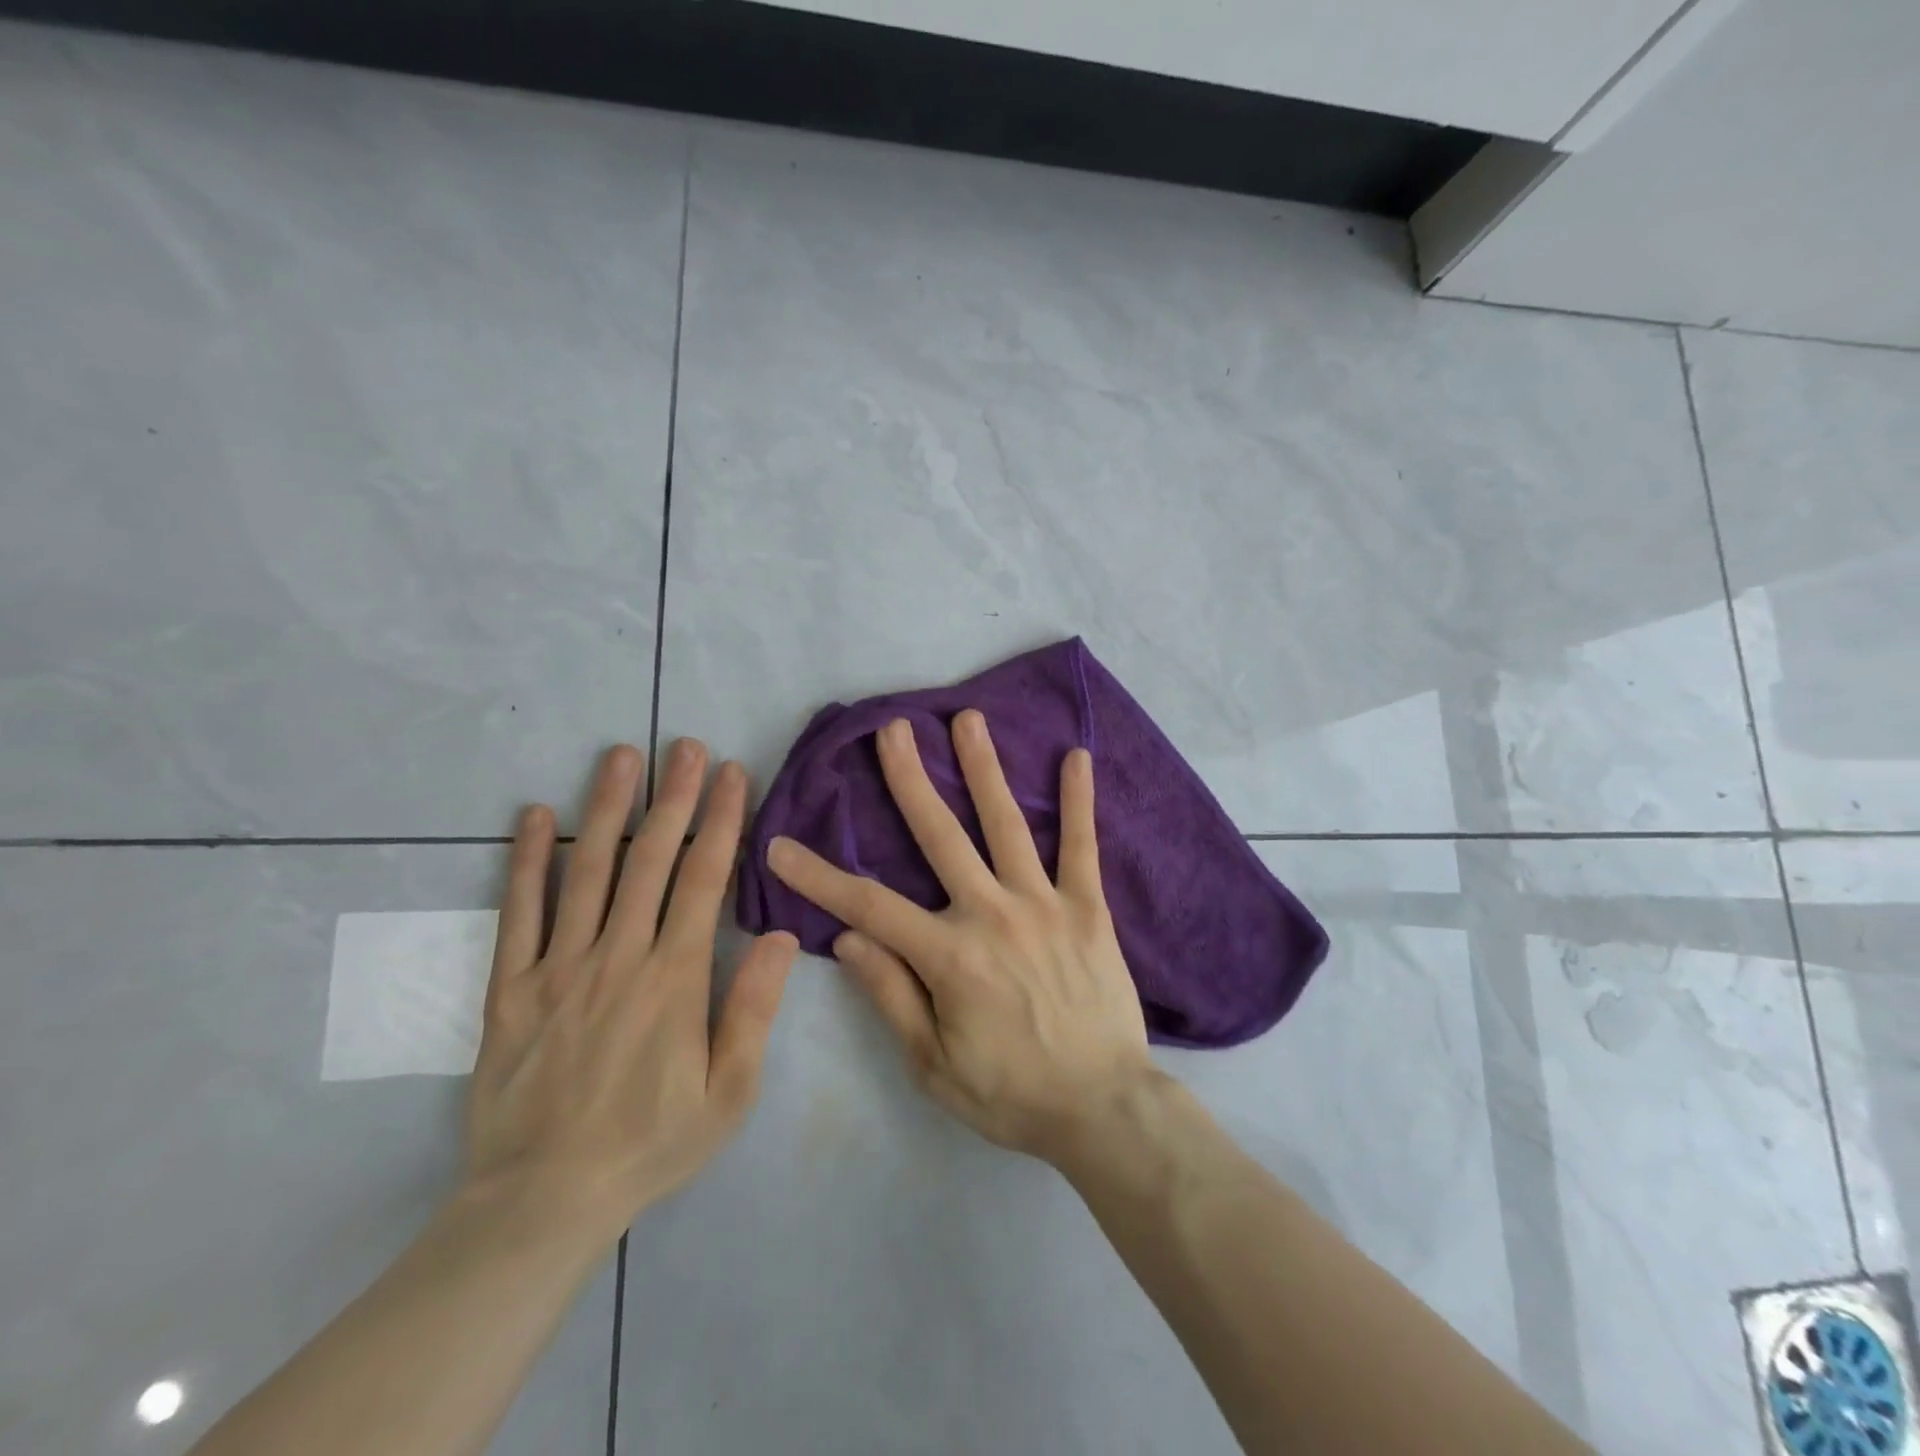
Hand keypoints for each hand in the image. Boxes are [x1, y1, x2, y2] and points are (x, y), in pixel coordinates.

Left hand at [464, 740, 797, 1246]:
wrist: (541, 1202)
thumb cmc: (650, 1144)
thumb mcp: (729, 1093)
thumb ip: (754, 1010)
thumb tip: (784, 936)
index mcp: (674, 979)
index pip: (704, 881)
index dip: (721, 822)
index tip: (732, 775)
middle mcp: (618, 957)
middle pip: (651, 861)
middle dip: (674, 797)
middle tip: (685, 744)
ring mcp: (559, 968)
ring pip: (587, 872)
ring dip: (607, 809)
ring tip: (620, 756)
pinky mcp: (511, 988)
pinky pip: (518, 914)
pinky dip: (526, 862)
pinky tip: (534, 817)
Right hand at [766, 710, 1151, 1163]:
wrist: (1103, 1109)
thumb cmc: (1011, 1094)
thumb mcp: (933, 1064)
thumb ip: (891, 995)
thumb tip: (848, 937)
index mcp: (949, 955)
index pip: (868, 904)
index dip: (818, 876)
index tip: (780, 846)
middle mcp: (992, 913)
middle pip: (940, 835)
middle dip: (910, 780)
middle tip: (892, 729)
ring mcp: (1044, 903)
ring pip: (1005, 824)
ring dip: (983, 769)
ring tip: (967, 720)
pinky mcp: (1087, 907)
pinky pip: (1081, 846)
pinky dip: (1078, 801)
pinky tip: (1076, 756)